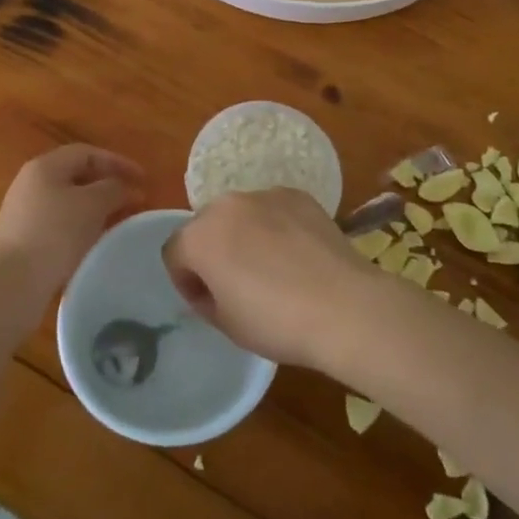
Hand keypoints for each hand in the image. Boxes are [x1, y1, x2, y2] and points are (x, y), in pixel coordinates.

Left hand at [0, 144, 144, 286]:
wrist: (12, 281)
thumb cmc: (55, 232)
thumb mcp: (92, 204)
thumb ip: (114, 189)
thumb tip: (126, 188)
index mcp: (45, 166)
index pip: (86, 153)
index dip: (117, 162)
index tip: (143, 179)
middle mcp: (31, 183)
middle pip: (76, 175)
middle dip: (108, 185)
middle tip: (134, 200)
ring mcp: (25, 212)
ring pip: (69, 201)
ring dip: (96, 208)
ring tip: (120, 222)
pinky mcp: (25, 239)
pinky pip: (61, 223)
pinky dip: (83, 227)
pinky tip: (96, 242)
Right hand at [163, 189, 374, 366]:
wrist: (344, 306)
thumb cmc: (276, 321)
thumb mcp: (227, 324)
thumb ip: (206, 298)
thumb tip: (211, 286)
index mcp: (199, 237)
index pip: (174, 253)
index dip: (186, 281)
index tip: (207, 302)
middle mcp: (226, 205)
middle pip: (206, 226)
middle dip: (213, 251)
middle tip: (237, 284)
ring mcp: (264, 195)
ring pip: (241, 214)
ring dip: (244, 235)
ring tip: (272, 267)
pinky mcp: (297, 196)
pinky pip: (273, 210)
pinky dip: (277, 226)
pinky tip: (298, 254)